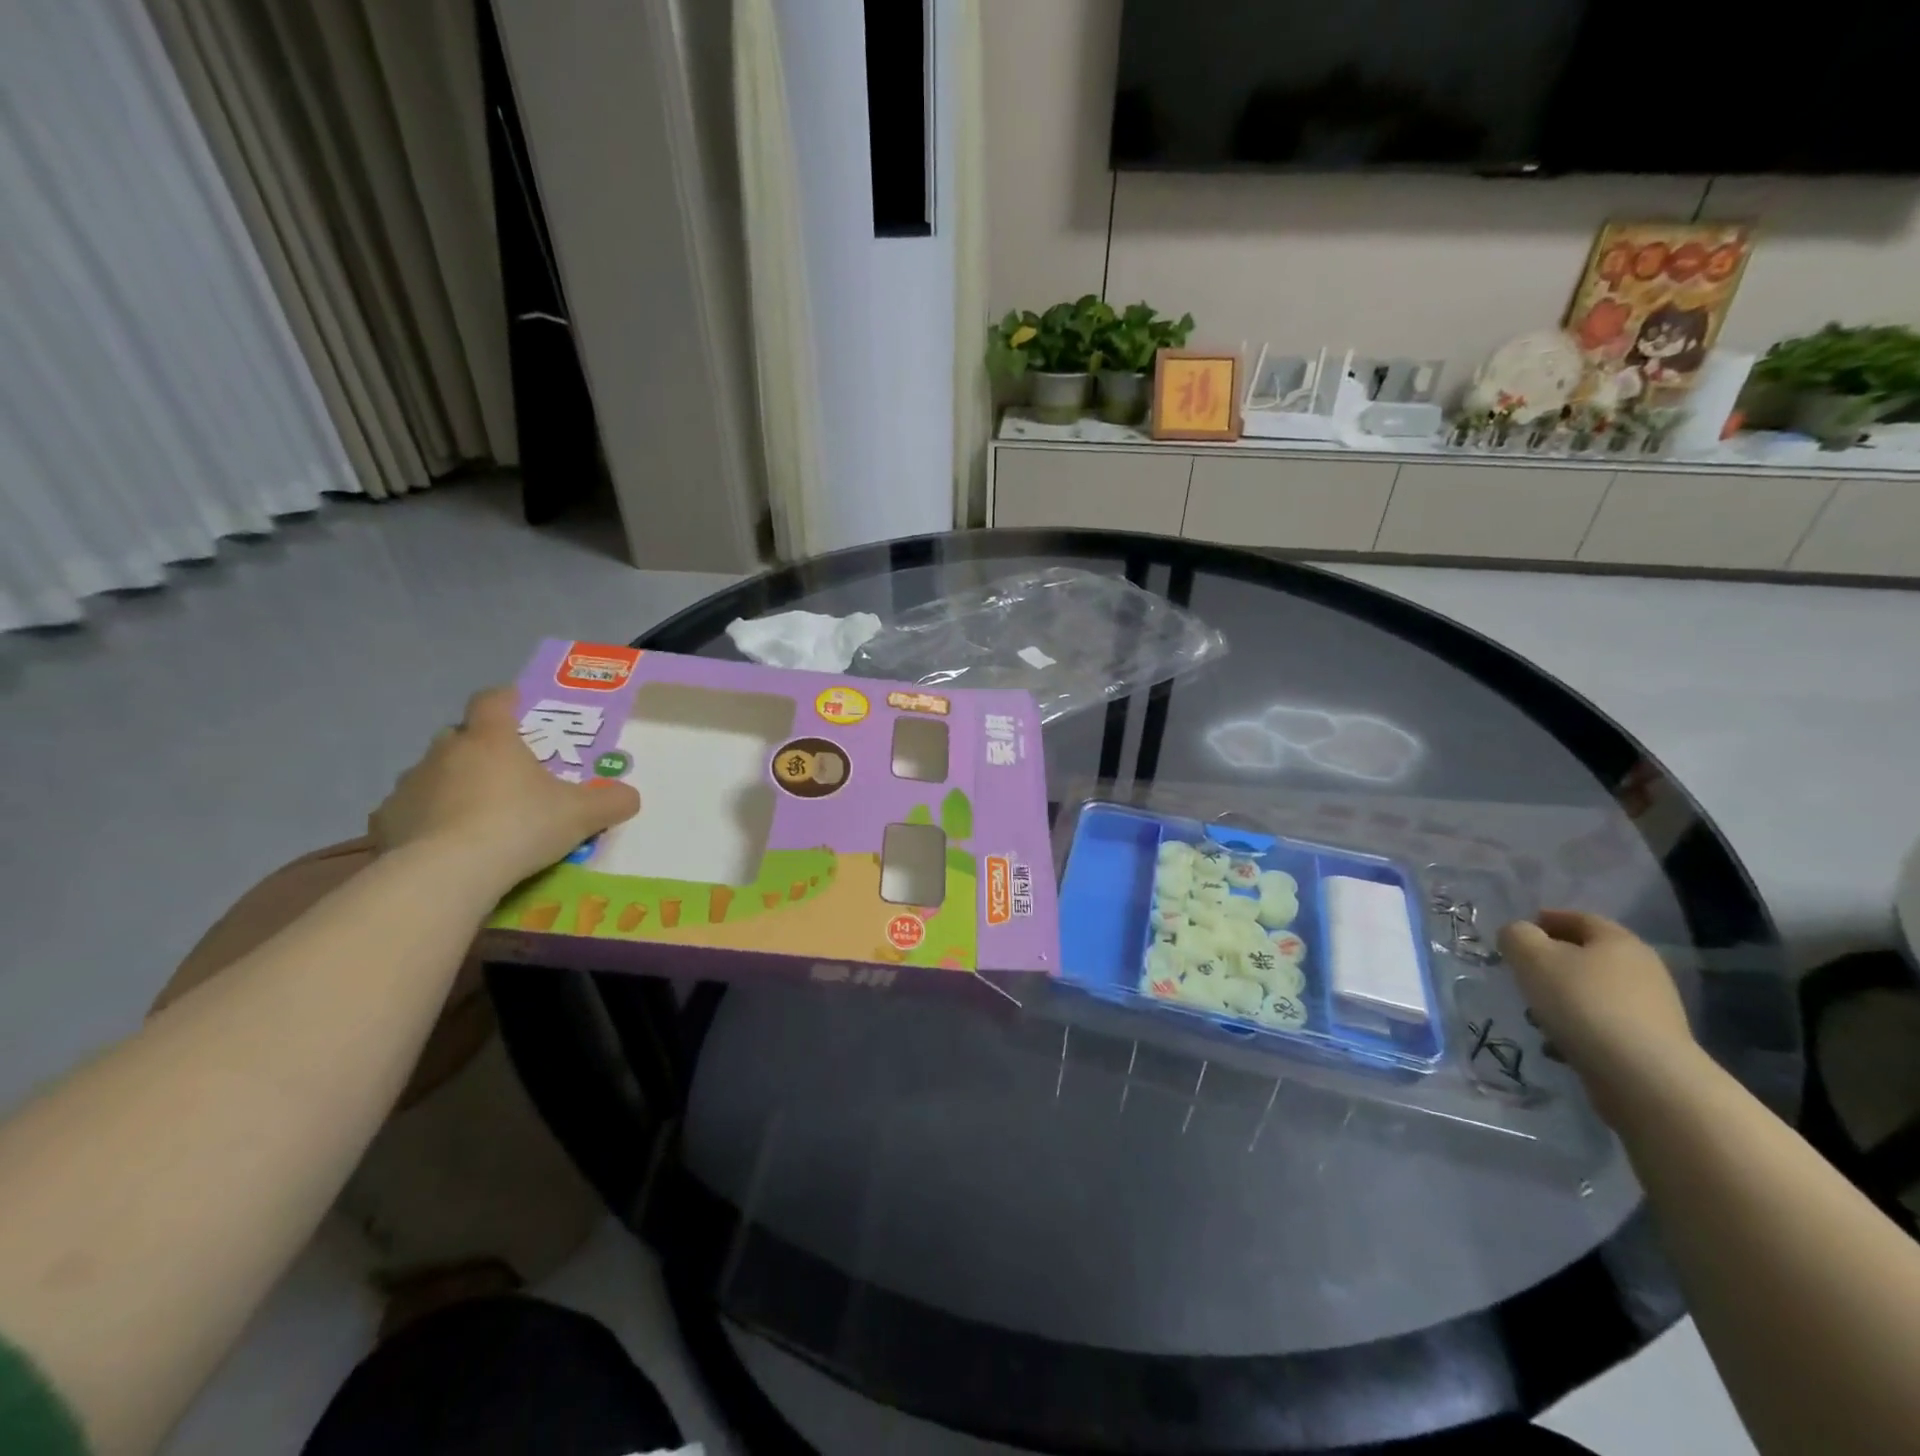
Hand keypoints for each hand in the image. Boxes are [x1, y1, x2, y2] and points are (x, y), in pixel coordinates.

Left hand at [369, 687, 639, 889]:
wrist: (447, 874)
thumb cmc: (520, 826)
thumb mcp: (582, 815)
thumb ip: (611, 801)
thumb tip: (630, 796)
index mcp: (491, 739)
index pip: (493, 700)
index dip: (506, 699)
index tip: (518, 705)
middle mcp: (445, 752)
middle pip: (459, 736)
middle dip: (478, 748)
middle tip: (505, 773)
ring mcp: (409, 785)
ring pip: (431, 774)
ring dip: (450, 786)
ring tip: (473, 816)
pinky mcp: (384, 822)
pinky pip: (407, 813)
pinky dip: (423, 822)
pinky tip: (440, 845)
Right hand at [1498, 910, 1699, 1116]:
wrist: (1643, 1076)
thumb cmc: (1582, 1002)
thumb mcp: (1531, 957)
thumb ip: (1516, 936)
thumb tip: (1518, 935)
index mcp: (1618, 941)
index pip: (1579, 918)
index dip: (1546, 919)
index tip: (1518, 932)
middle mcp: (1643, 970)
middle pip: (1589, 956)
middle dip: (1552, 962)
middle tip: (1521, 972)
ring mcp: (1652, 1010)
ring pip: (1594, 993)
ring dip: (1563, 998)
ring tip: (1534, 1015)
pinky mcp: (1650, 1044)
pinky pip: (1603, 1025)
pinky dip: (1578, 1028)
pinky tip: (1557, 1044)